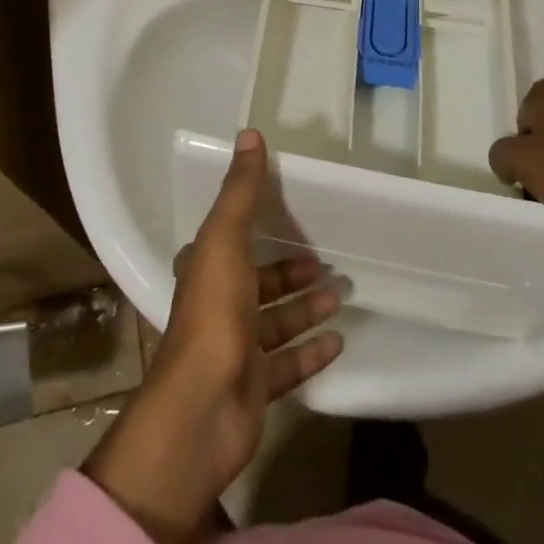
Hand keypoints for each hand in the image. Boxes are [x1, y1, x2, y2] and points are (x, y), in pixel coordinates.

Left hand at [83, 129, 342, 543]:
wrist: (201, 409)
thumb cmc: (212, 313)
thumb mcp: (225, 239)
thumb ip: (241, 191)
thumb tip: (250, 133)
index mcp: (205, 270)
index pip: (231, 240)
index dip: (257, 227)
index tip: (291, 214)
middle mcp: (217, 306)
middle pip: (259, 282)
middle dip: (291, 272)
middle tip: (328, 262)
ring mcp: (236, 349)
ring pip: (276, 321)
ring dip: (306, 307)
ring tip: (341, 294)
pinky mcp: (254, 387)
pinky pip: (289, 364)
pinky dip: (311, 350)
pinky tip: (339, 340)